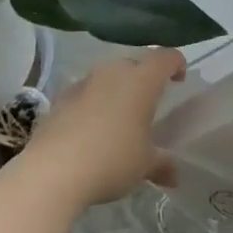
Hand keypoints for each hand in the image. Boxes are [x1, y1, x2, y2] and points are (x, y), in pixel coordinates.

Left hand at [21, 49, 184, 206]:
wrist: (52, 171)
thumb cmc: (111, 159)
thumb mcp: (144, 165)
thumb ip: (162, 164)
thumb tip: (176, 175)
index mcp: (141, 80)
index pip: (165, 57)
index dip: (176, 64)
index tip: (179, 80)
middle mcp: (113, 72)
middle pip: (135, 64)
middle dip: (144, 79)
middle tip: (148, 104)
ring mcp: (84, 82)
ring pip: (107, 77)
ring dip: (116, 91)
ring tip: (119, 119)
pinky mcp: (60, 98)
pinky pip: (85, 93)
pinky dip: (92, 104)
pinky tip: (90, 130)